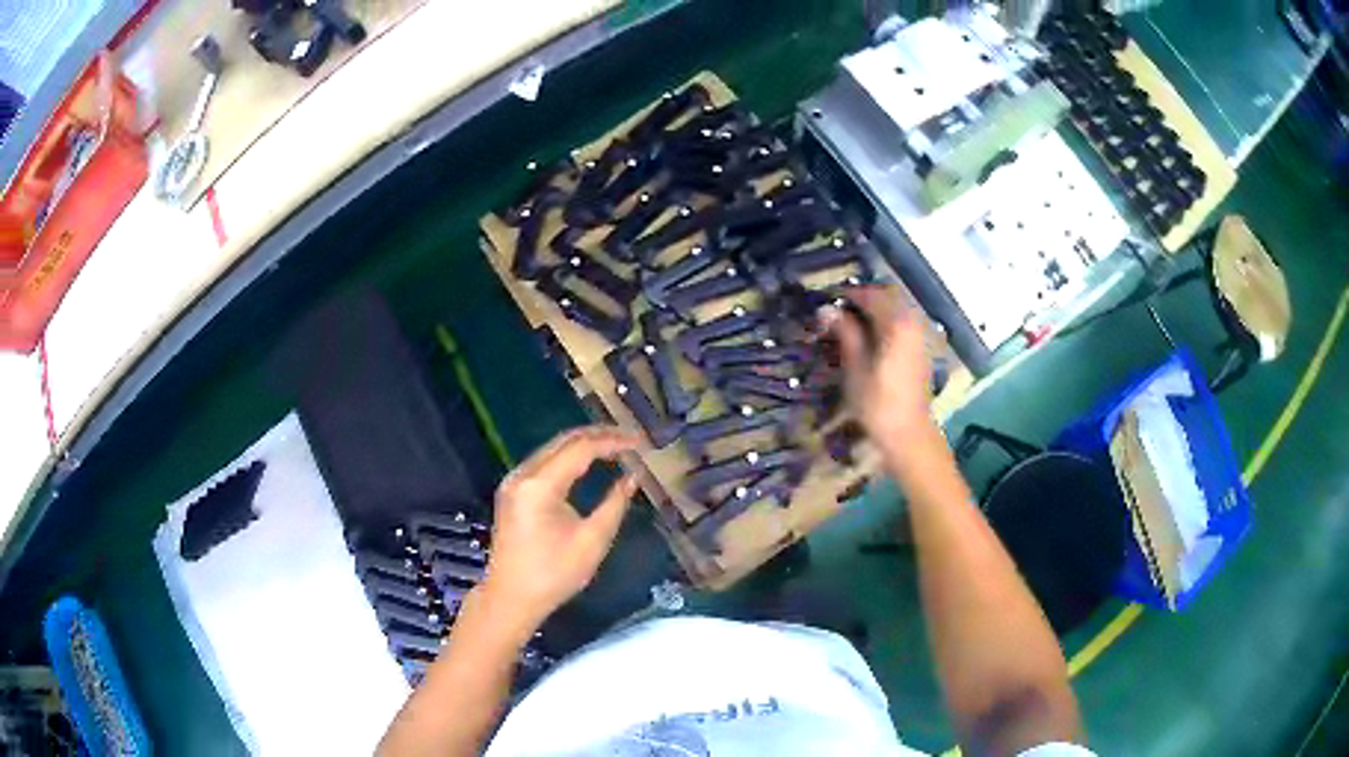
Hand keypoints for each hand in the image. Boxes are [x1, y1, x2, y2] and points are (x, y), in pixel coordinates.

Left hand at [477, 425, 640, 639]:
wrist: (510, 598)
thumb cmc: (553, 575)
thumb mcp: (592, 542)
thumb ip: (615, 504)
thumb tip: (633, 476)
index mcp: (539, 486)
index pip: (581, 449)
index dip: (613, 442)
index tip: (640, 443)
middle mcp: (522, 475)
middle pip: (564, 441)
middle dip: (599, 435)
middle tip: (631, 438)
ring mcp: (514, 481)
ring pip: (553, 448)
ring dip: (584, 444)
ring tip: (616, 446)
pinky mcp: (513, 491)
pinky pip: (544, 462)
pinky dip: (569, 457)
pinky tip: (589, 461)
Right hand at [823, 286, 937, 463]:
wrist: (909, 434)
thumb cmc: (878, 403)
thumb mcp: (855, 367)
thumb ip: (845, 333)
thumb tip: (826, 309)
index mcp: (897, 323)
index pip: (870, 295)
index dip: (847, 296)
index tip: (826, 303)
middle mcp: (913, 322)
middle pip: (887, 297)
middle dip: (862, 300)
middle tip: (837, 312)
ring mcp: (920, 335)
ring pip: (896, 309)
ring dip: (874, 311)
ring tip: (850, 325)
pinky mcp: (921, 349)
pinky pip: (902, 323)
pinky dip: (885, 322)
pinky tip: (869, 338)